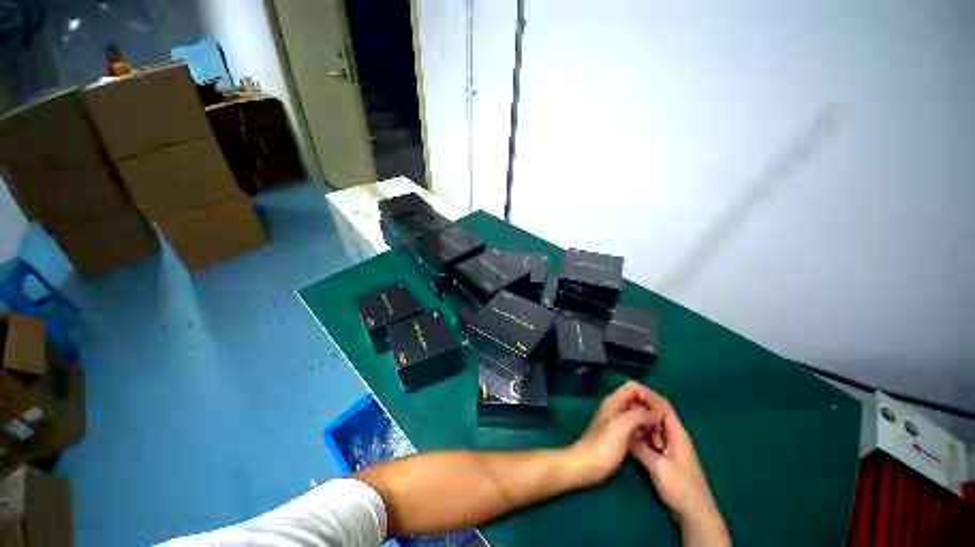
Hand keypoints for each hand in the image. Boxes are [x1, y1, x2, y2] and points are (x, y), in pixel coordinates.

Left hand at [568, 382, 663, 486]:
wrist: (587, 466)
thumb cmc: (603, 445)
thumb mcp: (622, 427)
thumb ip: (639, 415)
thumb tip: (657, 412)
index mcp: (614, 402)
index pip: (633, 387)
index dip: (648, 395)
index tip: (661, 410)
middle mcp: (616, 408)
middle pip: (638, 401)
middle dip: (652, 411)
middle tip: (664, 429)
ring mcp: (617, 422)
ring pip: (639, 415)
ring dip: (651, 423)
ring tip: (661, 439)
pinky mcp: (620, 435)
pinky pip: (637, 427)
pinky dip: (646, 432)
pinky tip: (653, 444)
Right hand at [628, 389, 729, 546]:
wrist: (695, 515)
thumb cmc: (681, 489)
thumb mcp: (658, 468)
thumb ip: (640, 448)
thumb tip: (622, 432)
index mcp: (677, 434)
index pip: (662, 405)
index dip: (647, 394)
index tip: (629, 388)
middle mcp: (673, 436)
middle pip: (656, 413)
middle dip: (639, 407)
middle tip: (619, 404)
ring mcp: (669, 446)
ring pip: (651, 426)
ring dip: (638, 421)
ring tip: (620, 417)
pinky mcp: (664, 456)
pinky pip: (650, 439)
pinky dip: (640, 435)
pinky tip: (628, 436)